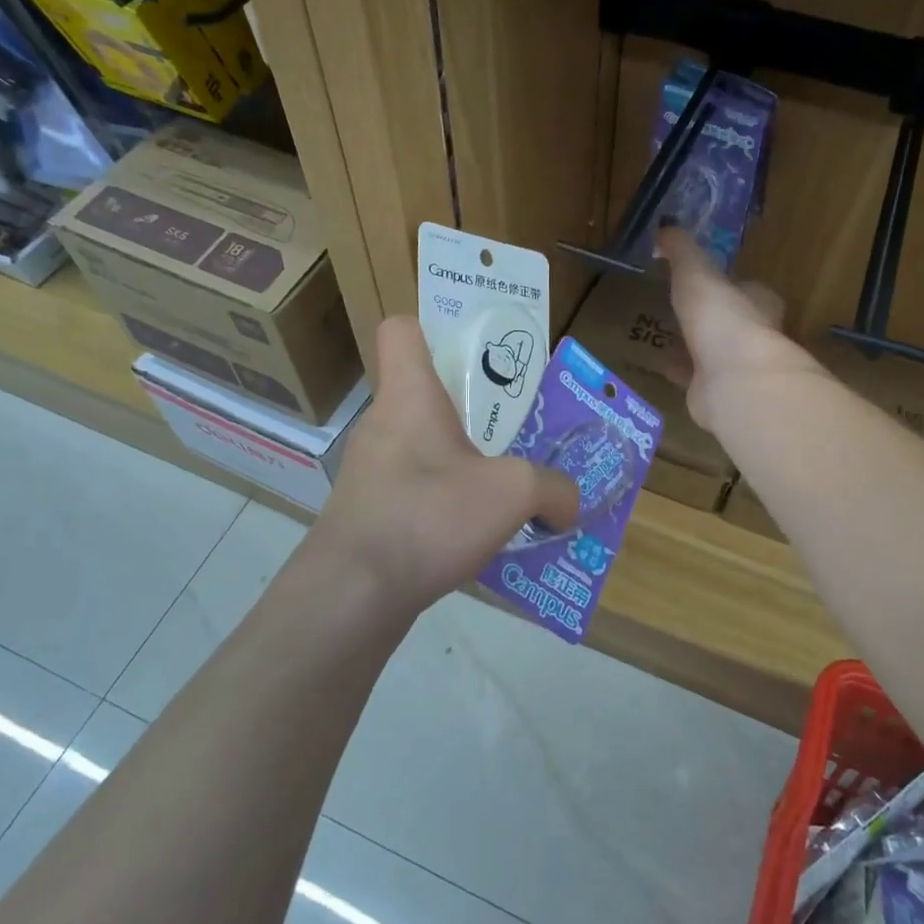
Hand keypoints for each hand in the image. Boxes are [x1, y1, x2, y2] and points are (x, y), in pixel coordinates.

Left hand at [313, 316, 579, 614]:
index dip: (435, 328)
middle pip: (424, 393)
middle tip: (515, 430)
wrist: (351, 596)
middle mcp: (383, 425)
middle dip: (472, 408)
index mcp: (409, 396)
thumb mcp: (512, 494)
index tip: (476, 353)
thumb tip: (571, 503)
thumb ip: (553, 489)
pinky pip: (415, 492)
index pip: (402, 330)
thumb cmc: (428, 517)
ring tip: (505, 490)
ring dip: (462, 462)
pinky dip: (446, 504)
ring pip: (423, 448)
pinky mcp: (368, 514)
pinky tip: (477, 536)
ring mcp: (370, 473)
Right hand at [654, 227, 817, 430]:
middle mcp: (754, 335)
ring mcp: (737, 367)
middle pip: (730, 321)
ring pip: (713, 351)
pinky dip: (681, 371)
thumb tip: (666, 226)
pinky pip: (696, 377)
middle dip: (709, 316)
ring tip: (668, 335)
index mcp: (758, 302)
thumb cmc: (722, 319)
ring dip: (695, 345)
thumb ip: (682, 251)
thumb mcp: (697, 273)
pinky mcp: (719, 392)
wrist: (734, 381)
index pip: (746, 288)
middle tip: (682, 308)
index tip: (705, 279)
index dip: (728, 283)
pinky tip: (663, 365)